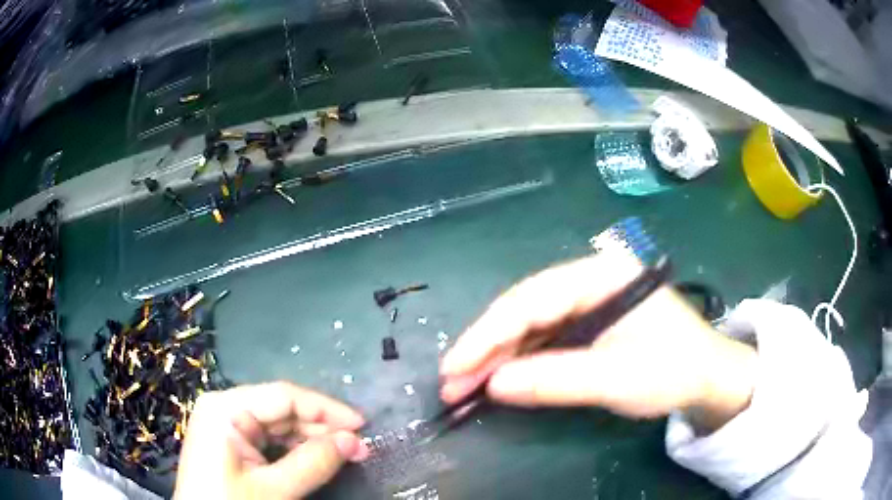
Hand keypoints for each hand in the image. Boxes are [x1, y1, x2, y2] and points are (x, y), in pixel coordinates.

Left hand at [174, 382, 368, 499]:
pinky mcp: (231, 445)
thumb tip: (354, 440)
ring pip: (278, 426)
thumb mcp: (275, 489)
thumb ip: (313, 463)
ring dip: (312, 441)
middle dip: (322, 429)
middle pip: (282, 410)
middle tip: (359, 448)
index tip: (362, 425)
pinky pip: (269, 441)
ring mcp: (226, 426)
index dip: (326, 409)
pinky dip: (295, 451)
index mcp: (225, 408)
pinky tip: (317, 461)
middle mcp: (224, 409)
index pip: (284, 396)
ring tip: (345, 455)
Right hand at [440, 253, 757, 430]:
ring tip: (463, 387)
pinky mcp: (588, 325)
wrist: (707, 378)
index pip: (532, 300)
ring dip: (496, 358)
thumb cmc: (673, 371)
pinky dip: (518, 362)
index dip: (487, 334)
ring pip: (529, 326)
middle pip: (525, 310)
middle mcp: (589, 281)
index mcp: (601, 275)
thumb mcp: (616, 379)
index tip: (453, 366)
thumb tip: (492, 385)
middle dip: (485, 348)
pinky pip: (544, 340)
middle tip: (450, 383)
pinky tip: (497, 380)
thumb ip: (555, 379)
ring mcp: (587, 303)